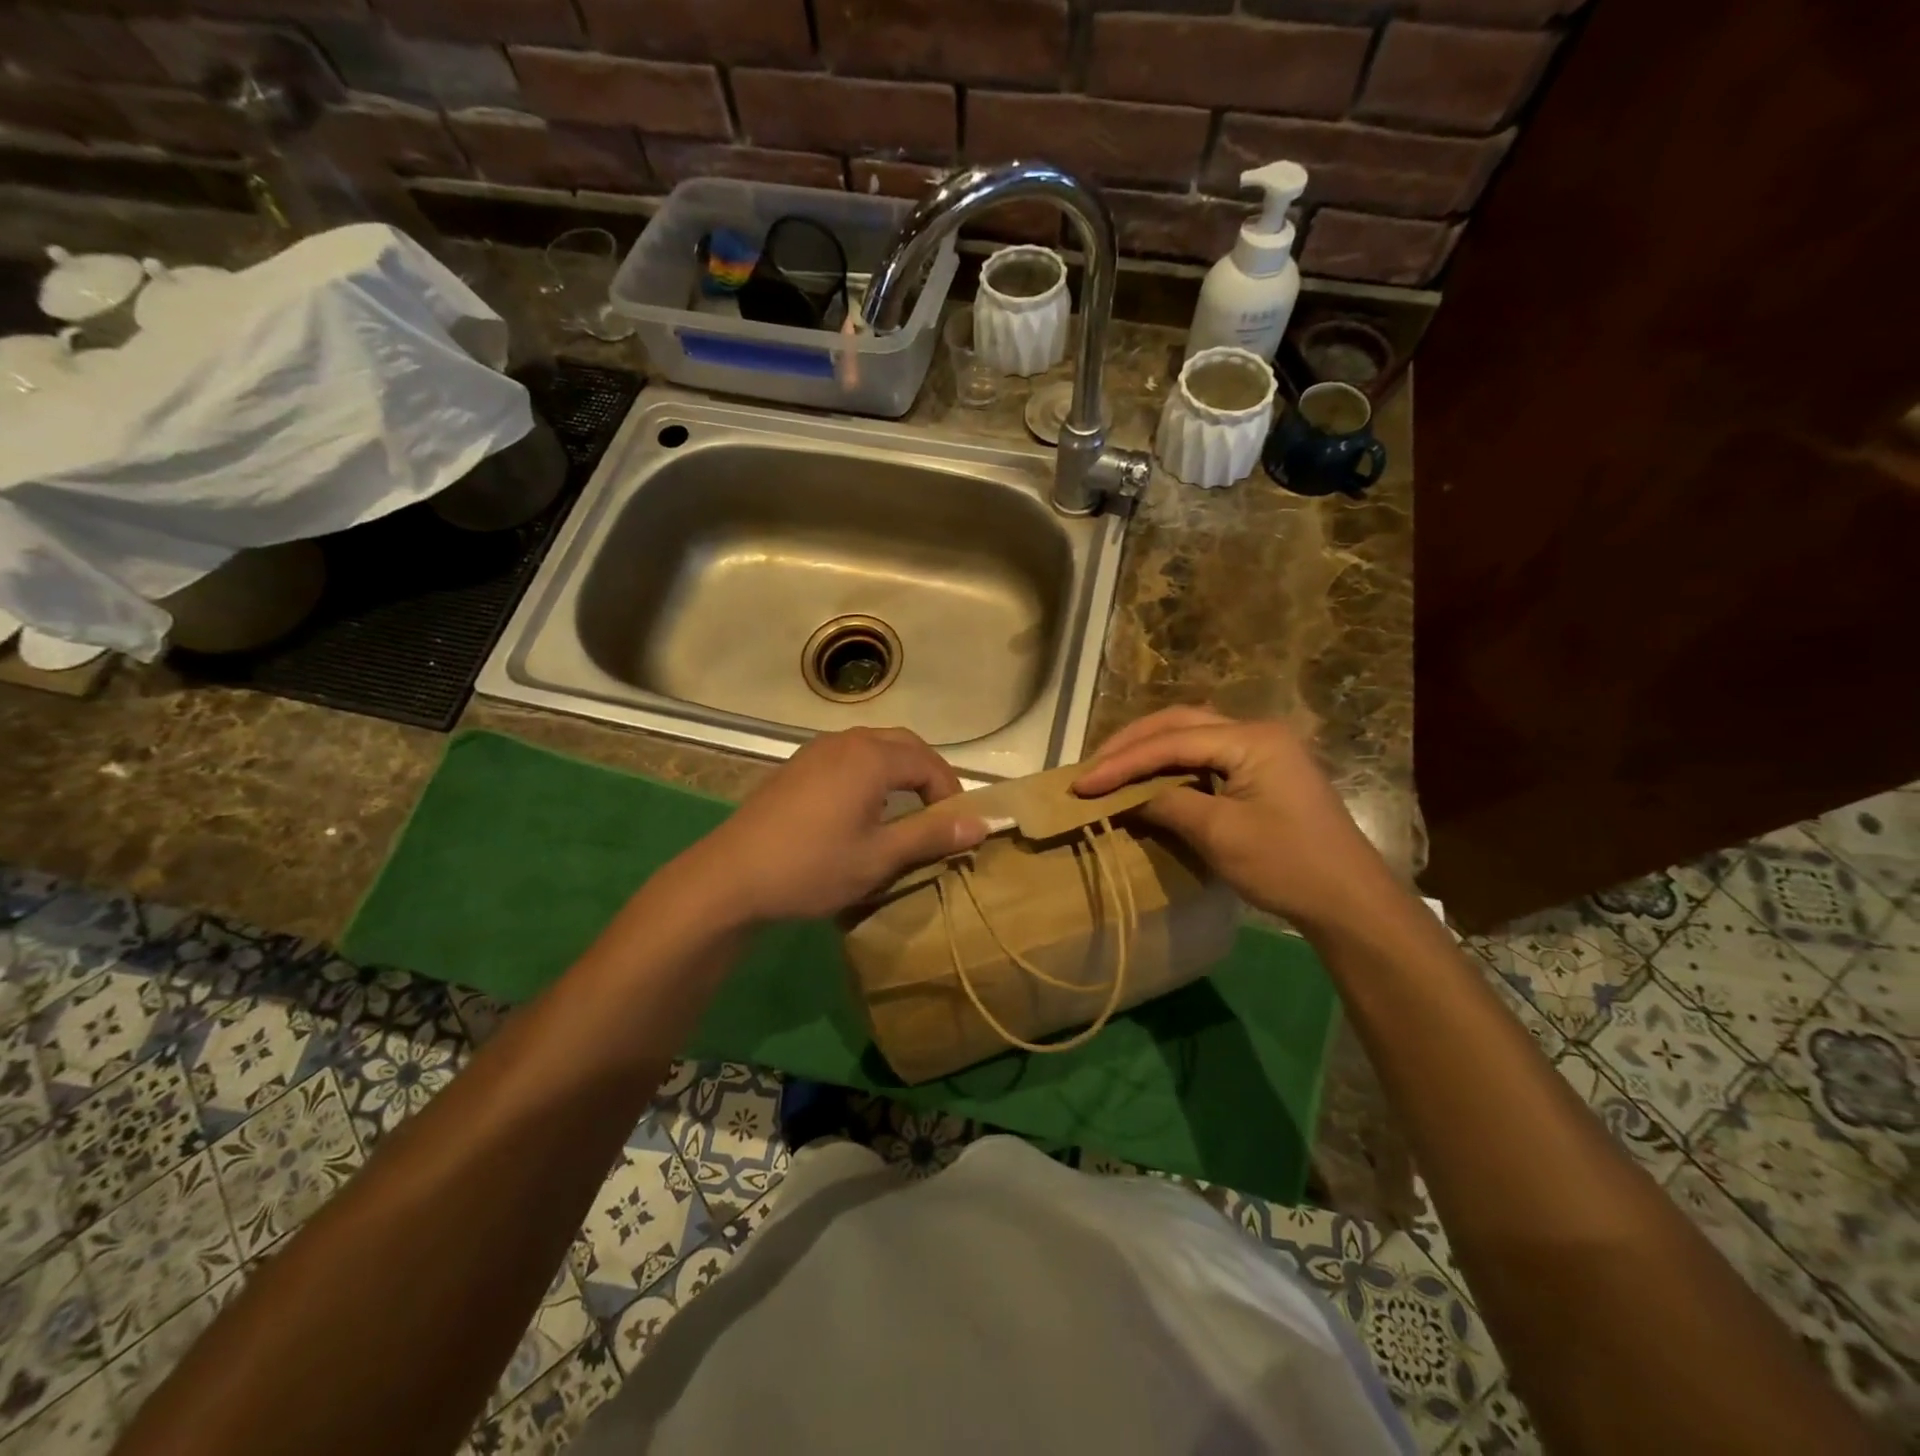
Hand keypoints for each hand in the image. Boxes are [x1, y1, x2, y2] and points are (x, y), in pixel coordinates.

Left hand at [687, 728, 987, 923]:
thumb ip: (932, 835)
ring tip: (908, 809)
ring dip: (899, 770)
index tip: (958, 827)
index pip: (929, 763)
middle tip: (939, 812)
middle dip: (929, 773)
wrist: (731, 877)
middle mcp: (846, 740)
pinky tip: (864, 807)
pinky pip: (848, 756)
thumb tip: (982, 823)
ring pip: (874, 747)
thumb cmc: (812, 866)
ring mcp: (816, 749)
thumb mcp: (879, 857)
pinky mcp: (797, 765)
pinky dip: (871, 772)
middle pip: (904, 744)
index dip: (951, 793)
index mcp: (871, 757)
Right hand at [1073, 707, 1390, 928]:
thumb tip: (1126, 797)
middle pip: (1180, 723)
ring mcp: (1264, 750)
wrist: (1350, 902)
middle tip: (1092, 767)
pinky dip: (1172, 765)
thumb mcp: (1219, 834)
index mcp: (1252, 739)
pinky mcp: (1264, 772)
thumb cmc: (1286, 865)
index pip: (1172, 742)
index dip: (1122, 762)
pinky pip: (1207, 756)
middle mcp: (1257, 732)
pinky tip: (1150, 779)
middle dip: (1131, 744)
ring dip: (1150, 750)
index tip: (1082, 784)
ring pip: (1192, 736)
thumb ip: (1168, 803)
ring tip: (1111, 769)